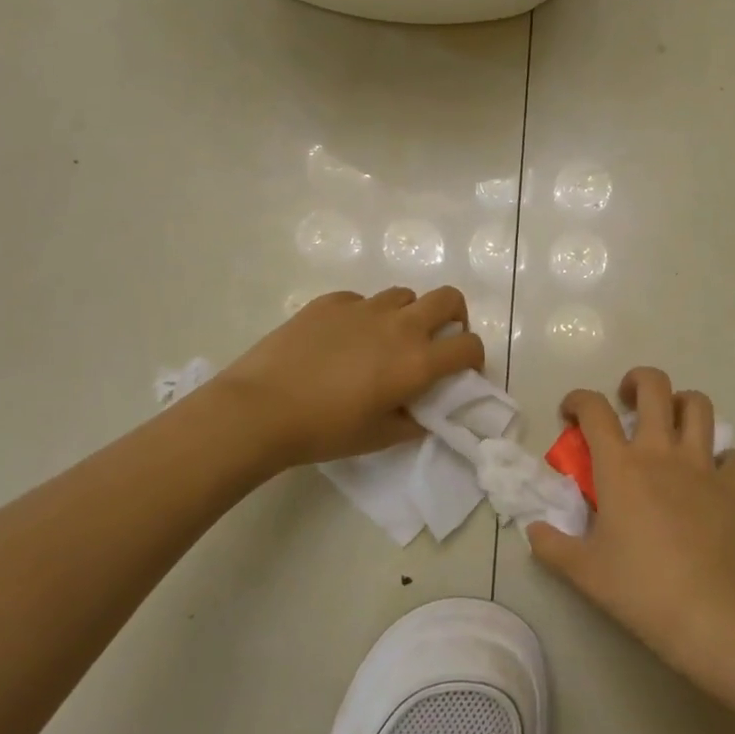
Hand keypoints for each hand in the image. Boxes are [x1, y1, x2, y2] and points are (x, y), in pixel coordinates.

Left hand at [207, 287, 485, 468]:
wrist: (260, 409)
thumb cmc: (324, 430)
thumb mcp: (378, 438)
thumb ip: (411, 422)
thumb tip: (421, 412)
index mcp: (417, 361)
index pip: (468, 345)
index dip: (474, 357)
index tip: (461, 371)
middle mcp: (399, 326)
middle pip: (448, 298)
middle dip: (454, 316)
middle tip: (436, 340)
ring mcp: (364, 308)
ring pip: (404, 295)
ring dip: (407, 315)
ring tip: (385, 340)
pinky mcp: (331, 301)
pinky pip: (362, 301)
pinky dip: (364, 316)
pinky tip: (342, 340)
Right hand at [528, 367, 734, 675]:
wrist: (706, 615)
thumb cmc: (639, 588)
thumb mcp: (583, 571)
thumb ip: (551, 545)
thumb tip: (534, 529)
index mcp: (620, 466)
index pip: (594, 409)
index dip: (578, 400)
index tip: (570, 413)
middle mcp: (661, 452)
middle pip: (655, 386)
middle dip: (638, 380)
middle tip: (627, 399)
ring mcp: (702, 466)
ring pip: (699, 406)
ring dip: (683, 404)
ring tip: (671, 423)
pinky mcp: (733, 488)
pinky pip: (734, 457)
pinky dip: (723, 458)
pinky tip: (711, 475)